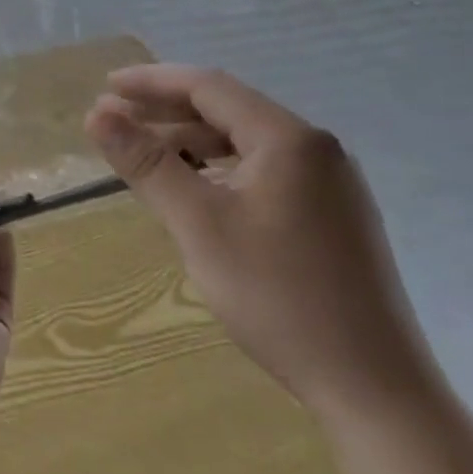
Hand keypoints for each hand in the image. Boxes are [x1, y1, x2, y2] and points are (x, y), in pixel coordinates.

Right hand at [85, 64, 438, 421]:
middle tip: (113, 120)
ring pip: (244, 143)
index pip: (208, 87)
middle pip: (227, 110)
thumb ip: (147, 163)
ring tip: (143, 154)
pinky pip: (263, 171)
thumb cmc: (279, 297)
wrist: (375, 391)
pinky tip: (193, 189)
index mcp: (288, 140)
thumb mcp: (199, 225)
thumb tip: (97, 114)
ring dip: (189, 141)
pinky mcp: (332, 217)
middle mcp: (315, 150)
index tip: (105, 86)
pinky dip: (218, 169)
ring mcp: (330, 185)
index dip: (151, 82)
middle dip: (166, 111)